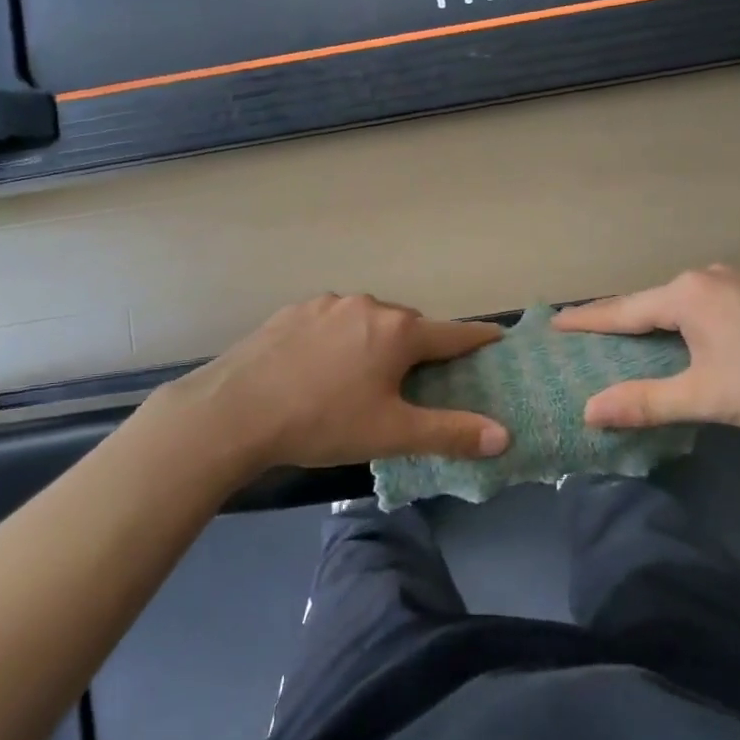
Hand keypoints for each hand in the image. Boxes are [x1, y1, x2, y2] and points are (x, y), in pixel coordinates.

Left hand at [150, 294, 510, 470]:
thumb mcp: (392, 433)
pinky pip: (333, 321)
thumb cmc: (323, 421)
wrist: (235, 411)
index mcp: (398, 331)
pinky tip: (322, 365)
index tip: (497, 339)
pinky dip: (341, 337)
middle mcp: (368, 305)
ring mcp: (327, 303)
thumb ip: (450, 432)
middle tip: (418, 379)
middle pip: (409, 326)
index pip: (453, 334)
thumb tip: (504, 436)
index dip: (478, 339)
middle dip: (420, 347)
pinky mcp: (293, 310)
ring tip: (364, 376)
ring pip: (368, 320)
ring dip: (377, 340)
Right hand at [551, 265, 739, 436]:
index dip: (586, 321)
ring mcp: (738, 284)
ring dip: (652, 324)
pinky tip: (682, 343)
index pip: (622, 310)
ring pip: (679, 305)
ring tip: (626, 343)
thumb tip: (589, 411)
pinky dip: (681, 325)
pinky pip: (703, 308)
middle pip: (649, 303)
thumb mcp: (705, 396)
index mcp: (687, 294)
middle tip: (585, 339)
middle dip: (617, 322)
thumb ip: (644, 403)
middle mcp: (707, 278)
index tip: (553, 324)